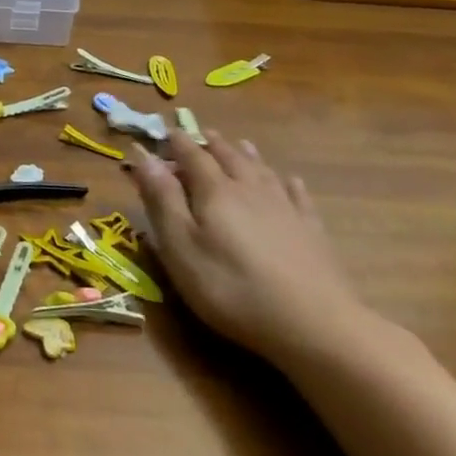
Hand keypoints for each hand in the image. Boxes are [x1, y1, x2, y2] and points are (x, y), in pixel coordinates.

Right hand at [128, 128, 373, 366]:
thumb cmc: (230, 287)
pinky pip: (298, 196)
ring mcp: (285, 209)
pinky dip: (288, 183)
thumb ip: (161, 199)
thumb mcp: (180, 247)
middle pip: (229, 157)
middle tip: (201, 133)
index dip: (177, 143)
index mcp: (215, 192)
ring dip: (246, 155)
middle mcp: (250, 190)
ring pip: (262, 170)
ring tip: (239, 143)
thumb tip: (143, 155)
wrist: (313, 324)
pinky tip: (290, 180)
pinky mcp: (311, 231)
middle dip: (212, 144)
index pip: (192, 156)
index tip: (165, 131)